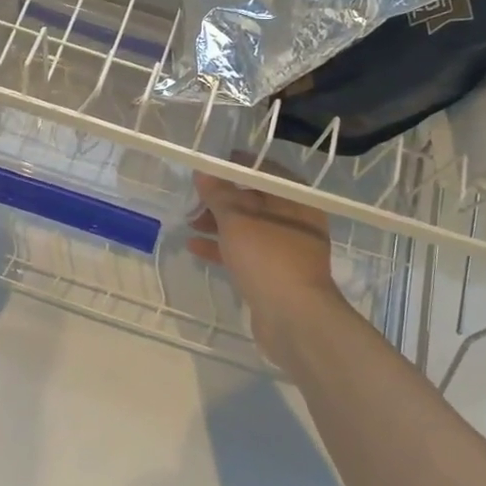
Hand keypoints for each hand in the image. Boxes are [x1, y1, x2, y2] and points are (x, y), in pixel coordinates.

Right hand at [188, 169, 341, 363]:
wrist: (294, 318)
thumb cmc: (268, 257)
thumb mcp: (237, 219)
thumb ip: (219, 193)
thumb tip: (204, 173)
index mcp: (295, 199)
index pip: (264, 171)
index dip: (235, 167)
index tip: (208, 167)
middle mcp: (295, 220)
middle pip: (254, 200)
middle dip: (221, 199)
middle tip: (193, 198)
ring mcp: (286, 250)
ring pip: (247, 228)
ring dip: (218, 224)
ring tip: (189, 222)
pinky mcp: (274, 275)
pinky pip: (245, 253)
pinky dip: (222, 248)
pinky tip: (195, 247)